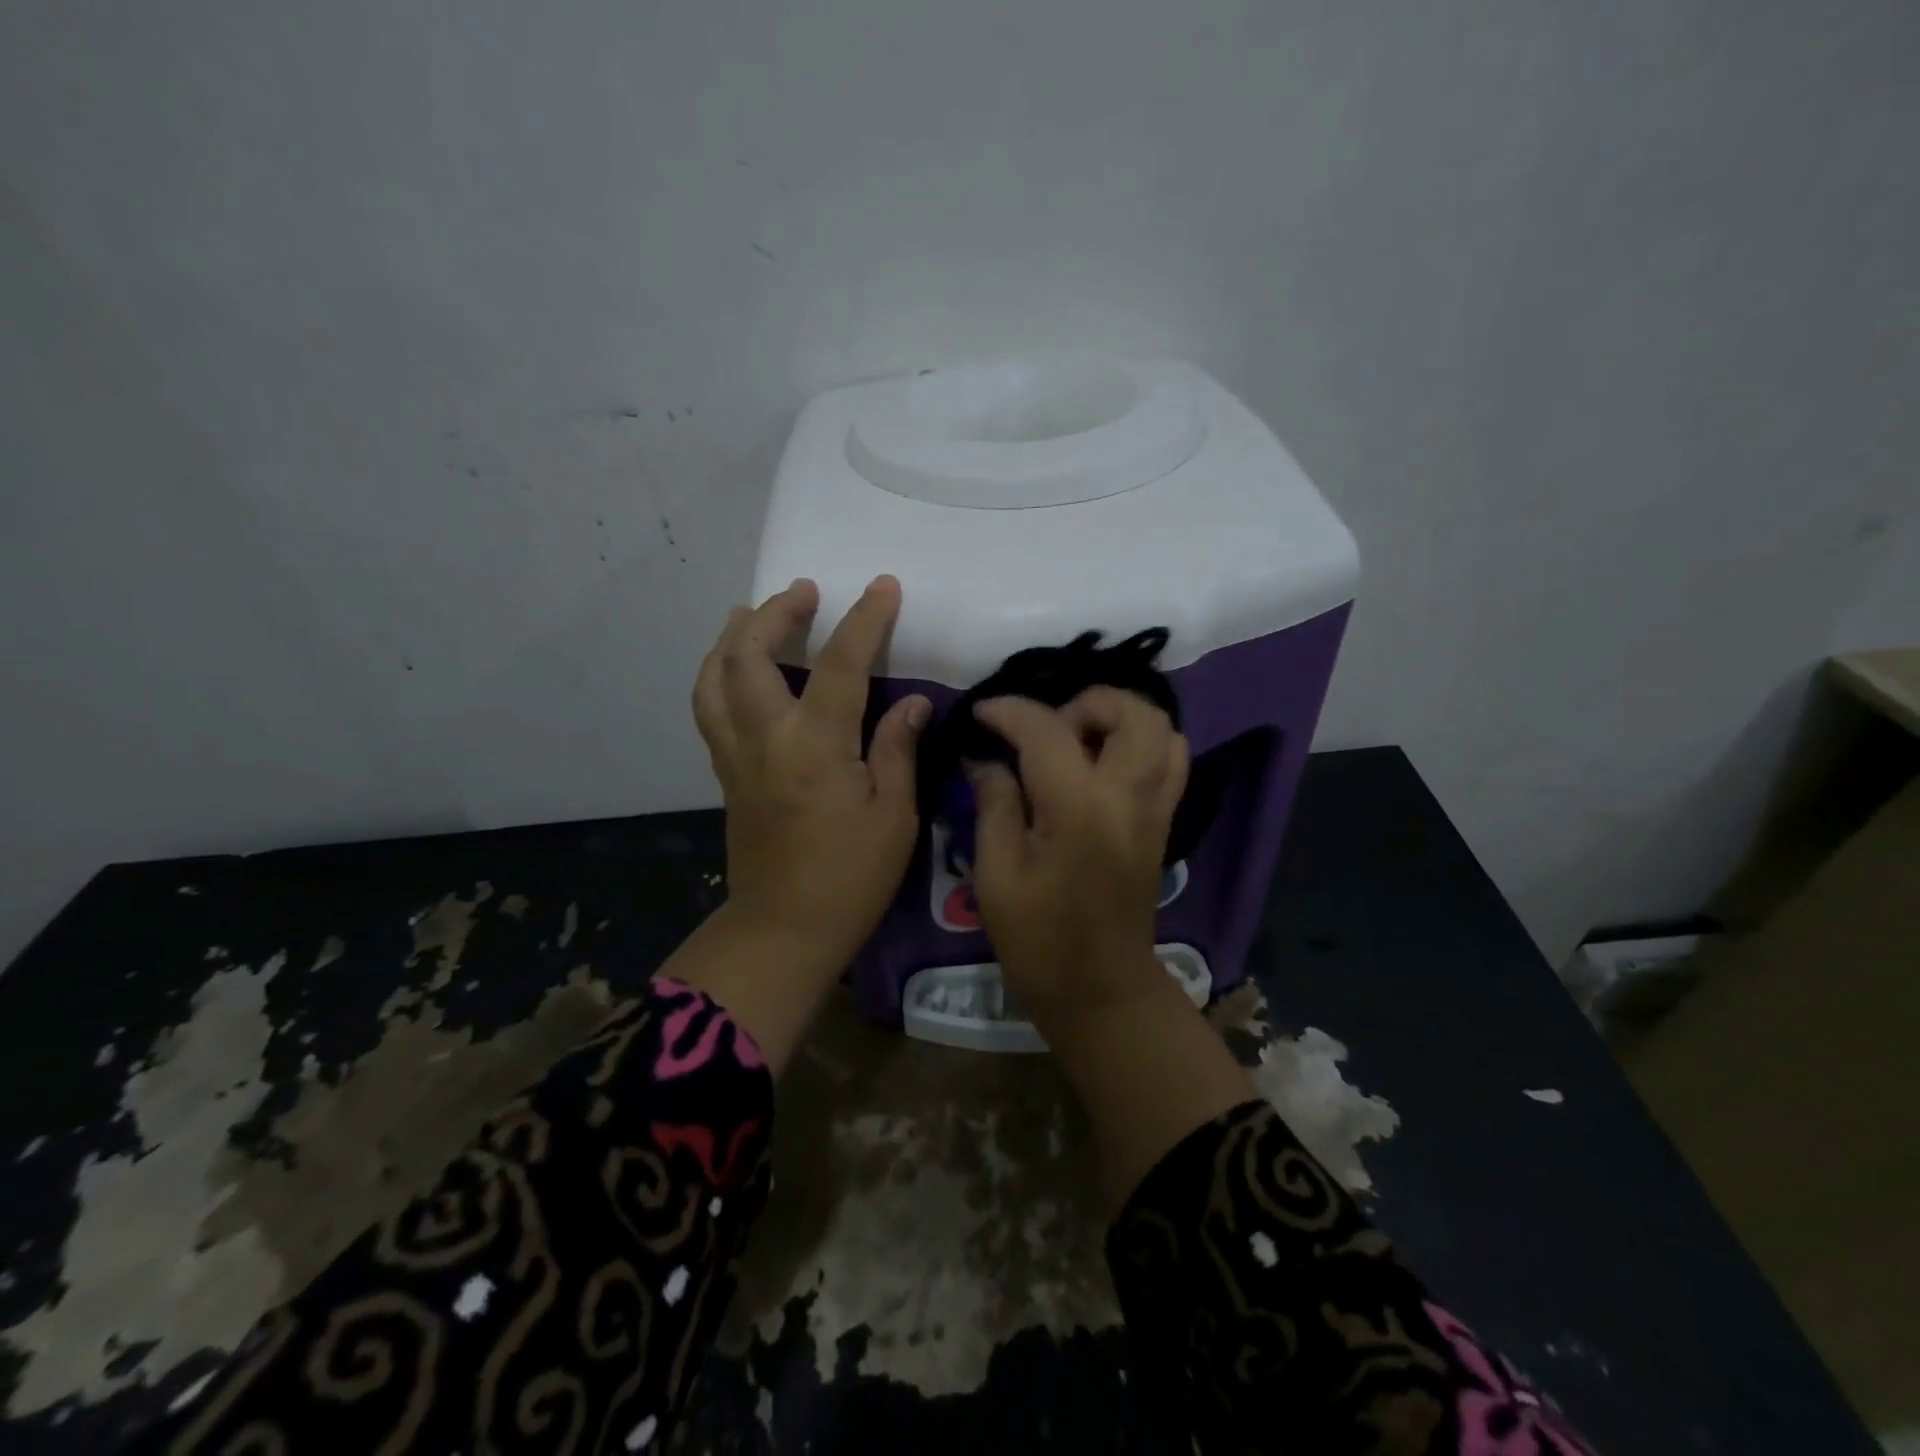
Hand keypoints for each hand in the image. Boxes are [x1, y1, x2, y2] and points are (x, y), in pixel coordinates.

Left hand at [692, 575, 929, 976]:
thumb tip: (909, 702)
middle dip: (774, 612)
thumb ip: (897, 749)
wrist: (785, 930)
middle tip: (803, 591)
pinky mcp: (726, 775)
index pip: (839, 665)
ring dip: (732, 637)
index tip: (882, 586)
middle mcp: (766, 738)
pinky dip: (720, 674)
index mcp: (815, 746)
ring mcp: (737, 756)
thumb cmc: (851, 878)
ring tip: (754, 615)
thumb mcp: (894, 816)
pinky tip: (740, 671)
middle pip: (747, 656)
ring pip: (714, 678)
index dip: (863, 619)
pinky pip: (710, 708)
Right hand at [968, 689, 1188, 1025]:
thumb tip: (984, 759)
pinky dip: (1140, 744)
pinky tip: (1101, 764)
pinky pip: (1170, 761)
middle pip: (1133, 712)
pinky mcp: (1163, 823)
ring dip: (1118, 719)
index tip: (981, 713)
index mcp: (1079, 808)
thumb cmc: (1038, 939)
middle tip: (1045, 729)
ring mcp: (1155, 809)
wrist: (1101, 990)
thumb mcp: (996, 874)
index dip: (1008, 711)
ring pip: (1163, 730)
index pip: (1047, 729)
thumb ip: (993, 804)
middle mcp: (1129, 796)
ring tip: (1076, 741)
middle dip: (1086, 703)